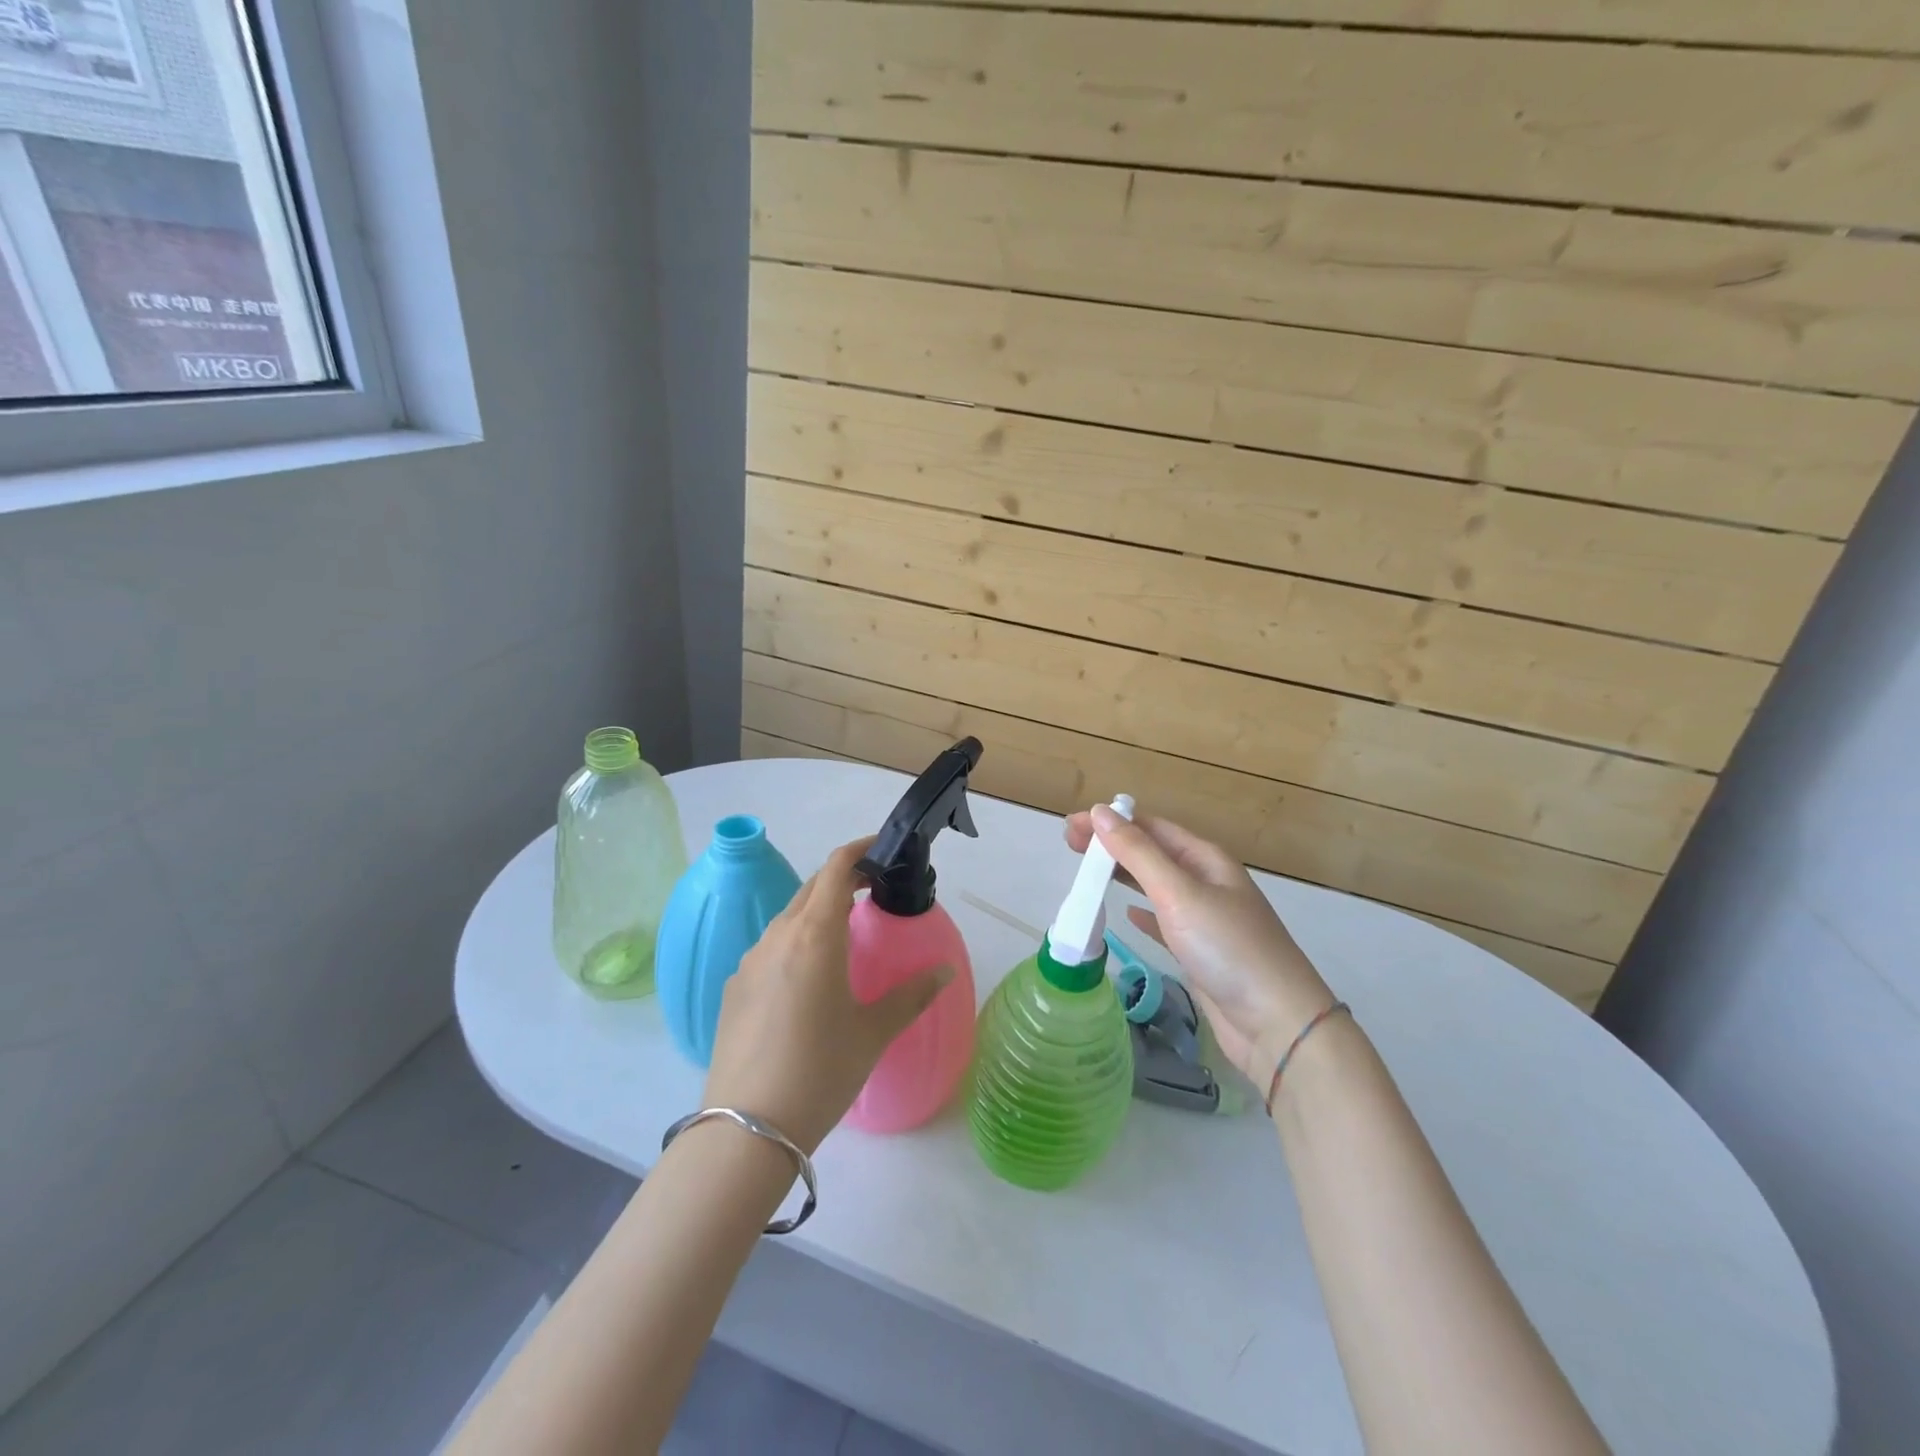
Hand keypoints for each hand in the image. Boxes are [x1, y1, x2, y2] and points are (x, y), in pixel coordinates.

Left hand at [705, 836, 952, 1152]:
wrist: (746, 1129)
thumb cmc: (821, 1071)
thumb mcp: (874, 1032)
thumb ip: (912, 995)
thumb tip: (946, 971)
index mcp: (815, 935)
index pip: (835, 869)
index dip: (859, 850)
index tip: (882, 849)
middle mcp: (778, 936)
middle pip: (811, 888)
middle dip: (842, 879)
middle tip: (872, 890)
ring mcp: (749, 961)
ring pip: (788, 918)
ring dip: (816, 912)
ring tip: (843, 936)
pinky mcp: (734, 987)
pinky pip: (769, 948)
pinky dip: (794, 943)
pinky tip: (807, 979)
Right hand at [1066, 806, 1334, 1089]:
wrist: (1276, 1024)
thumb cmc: (1227, 948)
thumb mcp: (1178, 893)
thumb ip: (1137, 853)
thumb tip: (1100, 811)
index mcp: (1206, 859)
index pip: (1150, 827)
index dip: (1111, 822)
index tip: (1071, 826)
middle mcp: (1207, 882)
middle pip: (1152, 852)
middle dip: (1112, 845)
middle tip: (1069, 845)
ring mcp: (1206, 918)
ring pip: (1155, 885)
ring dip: (1122, 874)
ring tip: (1087, 872)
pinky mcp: (1200, 951)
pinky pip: (1164, 920)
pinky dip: (1142, 911)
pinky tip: (1126, 913)